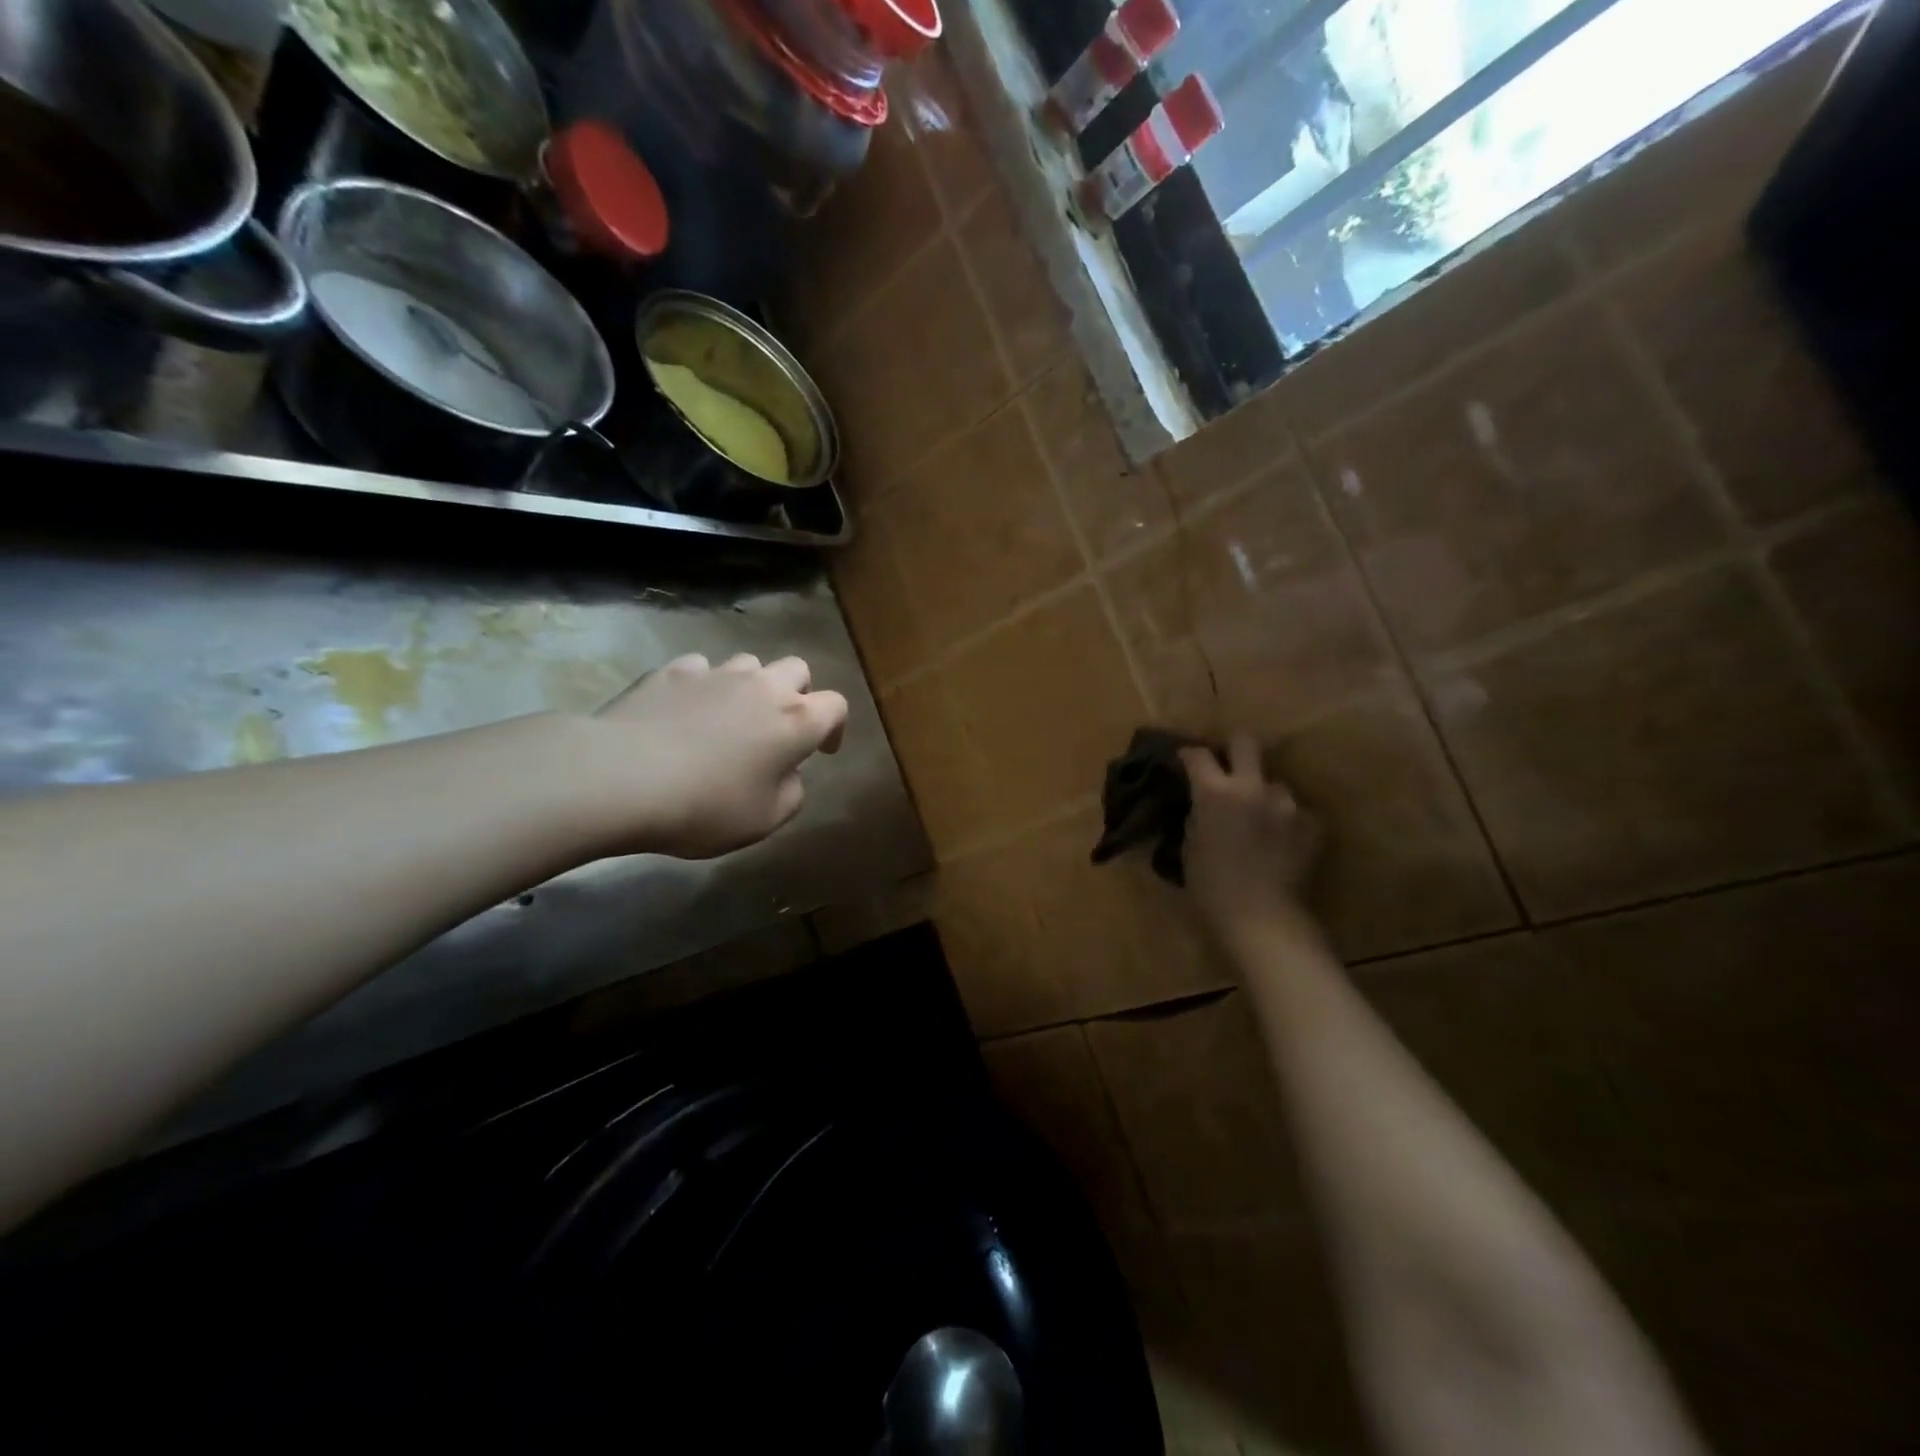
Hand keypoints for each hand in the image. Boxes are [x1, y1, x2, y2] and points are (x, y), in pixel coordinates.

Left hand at [582, 653, 848, 858]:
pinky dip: (702, 686)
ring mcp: (716, 673)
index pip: (836, 705)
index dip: (835, 727)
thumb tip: (786, 772)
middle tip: (778, 726)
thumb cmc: (707, 806)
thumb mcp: (765, 819)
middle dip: (797, 693)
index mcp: (796, 721)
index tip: (822, 751)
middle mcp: (763, 686)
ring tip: (729, 718)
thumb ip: (790, 791)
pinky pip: (700, 669)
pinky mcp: (671, 671)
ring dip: (749, 686)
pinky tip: (684, 712)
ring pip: (748, 664)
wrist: (623, 778)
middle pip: (797, 669)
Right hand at [1179, 734, 1319, 935]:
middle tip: (1226, 765)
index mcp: (1215, 792)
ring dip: (1263, 794)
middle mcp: (1253, 787)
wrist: (1262, 919)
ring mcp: (1287, 804)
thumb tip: (1201, 802)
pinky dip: (1283, 821)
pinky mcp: (1312, 824)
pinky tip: (1277, 842)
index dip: (1188, 755)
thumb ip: (1197, 814)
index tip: (1184, 760)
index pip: (1198, 755)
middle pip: (1245, 742)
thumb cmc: (1211, 888)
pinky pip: (1293, 812)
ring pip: (1274, 783)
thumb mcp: (1189, 846)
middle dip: (1233, 748)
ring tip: (1258, 818)